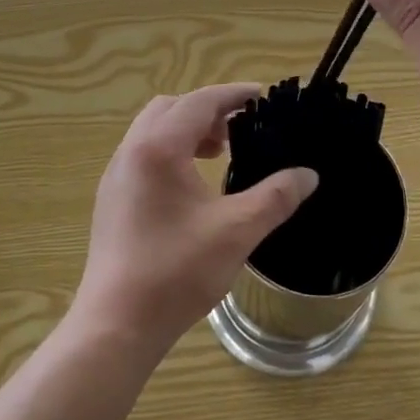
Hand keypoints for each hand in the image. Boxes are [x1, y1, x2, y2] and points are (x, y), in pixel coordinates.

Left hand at [72, 84, 318, 358]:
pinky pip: (143, 155)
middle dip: (208, 111)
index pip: (200, 101)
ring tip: (218, 156)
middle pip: (171, 108)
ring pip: (153, 131)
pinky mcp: (111, 199)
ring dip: (187, 131)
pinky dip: (170, 152)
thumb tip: (308, 175)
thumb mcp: (237, 231)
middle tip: (239, 131)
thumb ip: (276, 197)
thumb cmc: (176, 271)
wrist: (116, 325)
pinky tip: (191, 188)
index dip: (233, 95)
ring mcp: (116, 176)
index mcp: (159, 148)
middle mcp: (131, 152)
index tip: (263, 96)